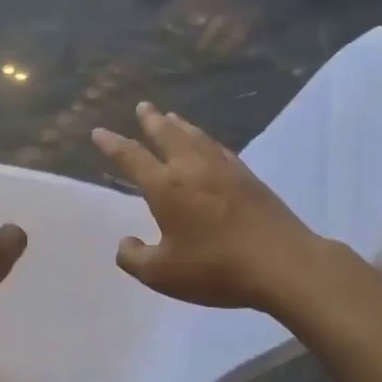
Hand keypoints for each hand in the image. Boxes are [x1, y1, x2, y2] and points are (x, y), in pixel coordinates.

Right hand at [92, 103, 322, 311]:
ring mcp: (224, 170)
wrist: (282, 263)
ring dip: (179, 124)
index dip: (113, 144)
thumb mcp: (162, 275)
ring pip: (195, 137)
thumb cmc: (216, 269)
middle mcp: (192, 168)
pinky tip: (208, 143)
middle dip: (151, 120)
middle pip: (167, 134)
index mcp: (166, 187)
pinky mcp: (249, 178)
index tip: (99, 132)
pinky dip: (206, 139)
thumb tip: (125, 242)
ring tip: (170, 116)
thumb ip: (135, 258)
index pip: (132, 157)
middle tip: (142, 106)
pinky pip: (219, 148)